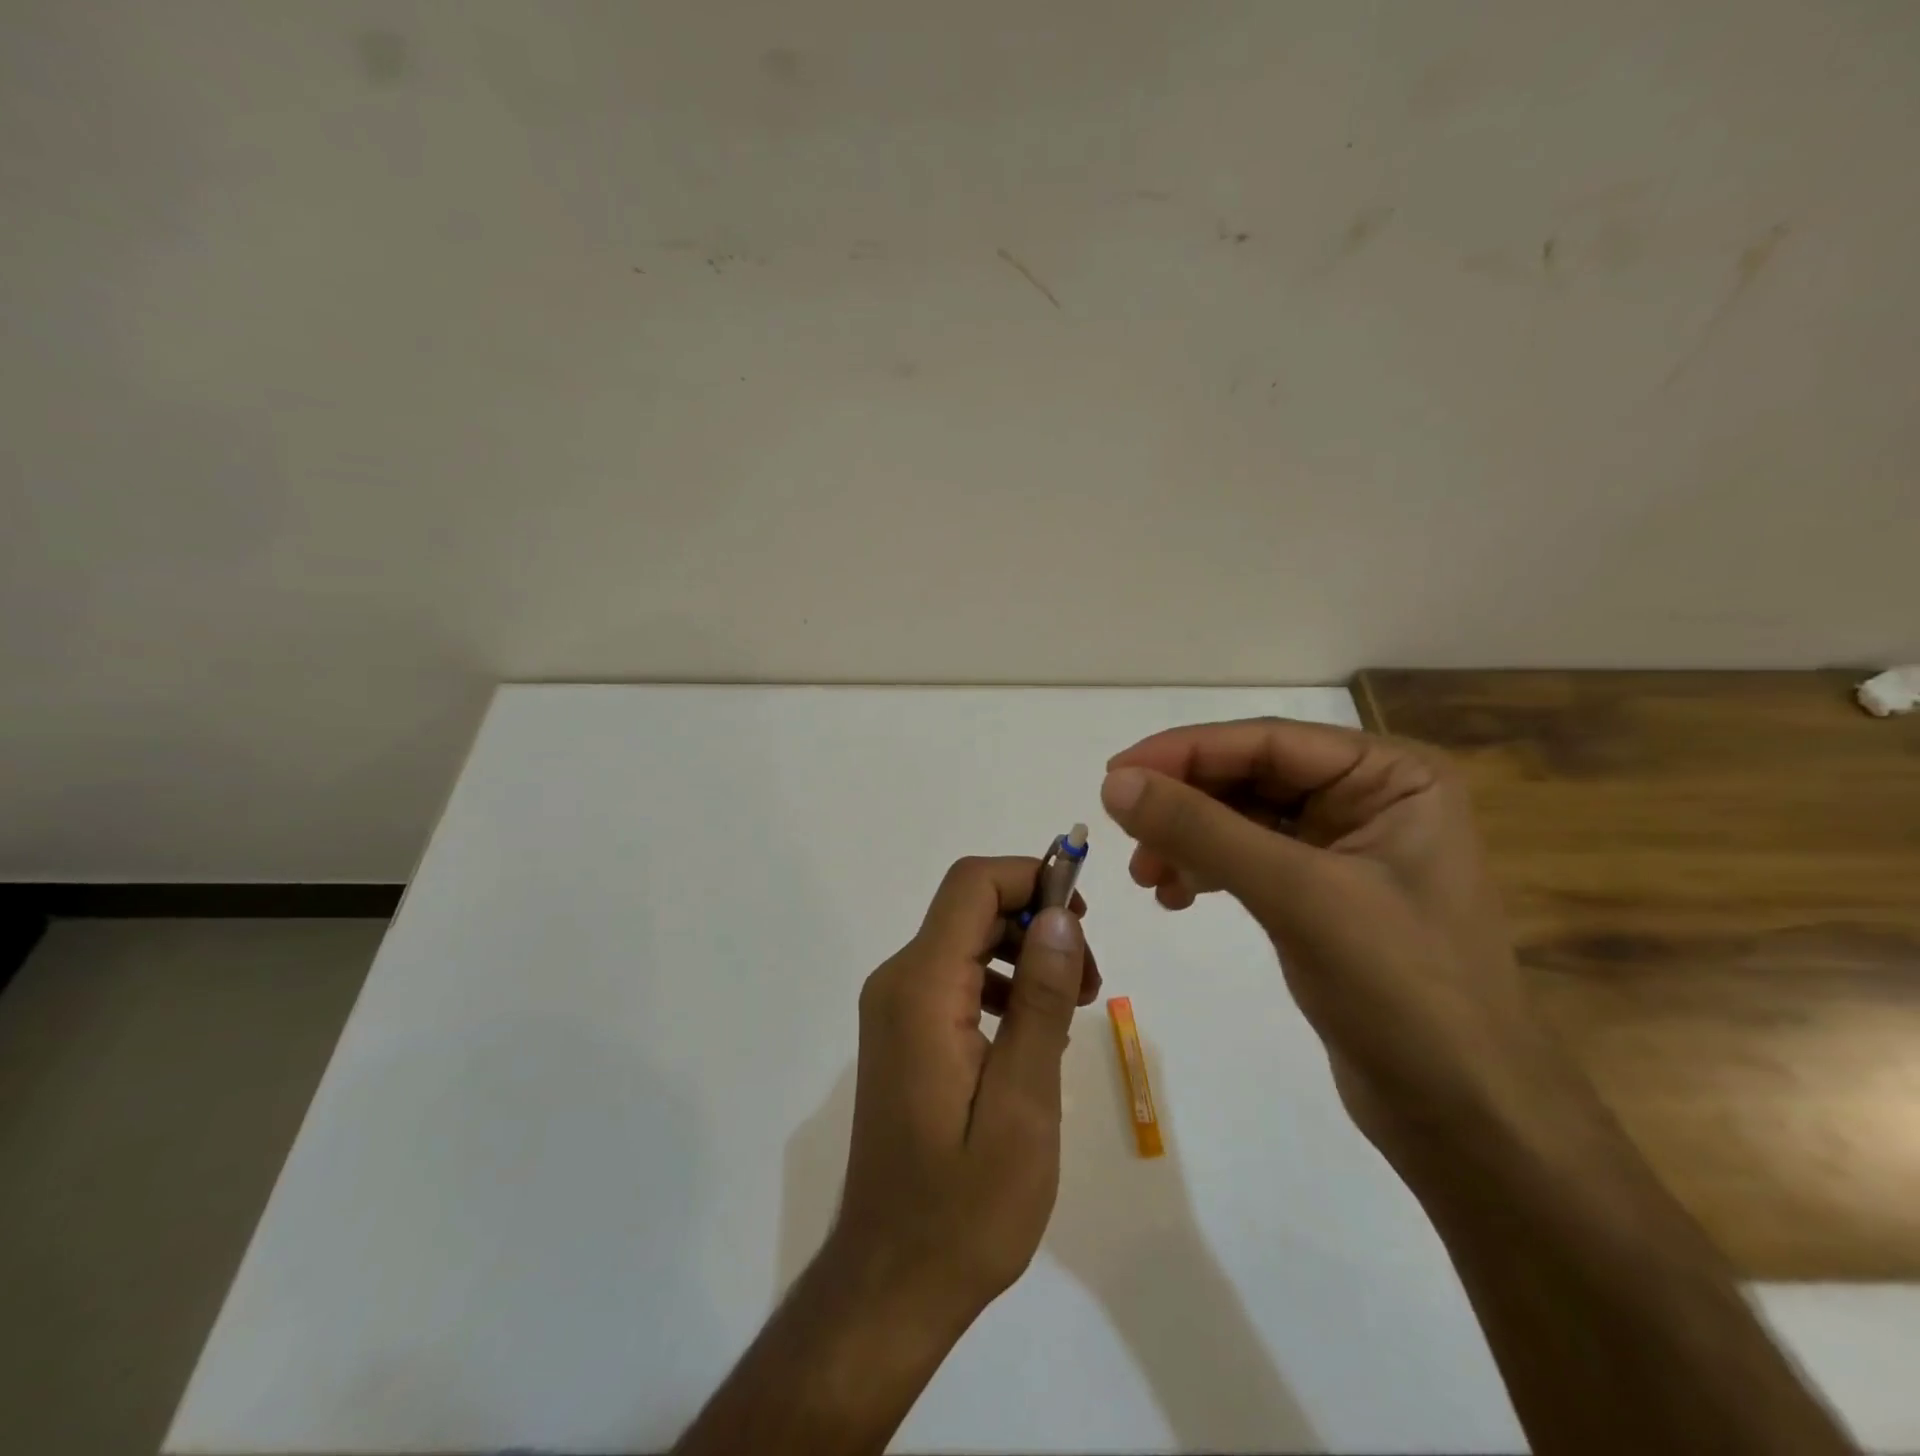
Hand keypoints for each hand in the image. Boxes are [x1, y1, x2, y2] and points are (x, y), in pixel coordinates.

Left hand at [829, 856, 1096, 1330]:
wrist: (892, 1280)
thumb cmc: (965, 1206)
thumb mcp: (1023, 1104)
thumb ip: (1041, 1001)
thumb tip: (1060, 914)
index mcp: (921, 988)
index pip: (972, 886)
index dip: (1031, 876)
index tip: (1086, 916)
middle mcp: (898, 981)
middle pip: (971, 907)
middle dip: (1037, 921)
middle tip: (1088, 981)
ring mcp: (896, 1006)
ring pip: (968, 938)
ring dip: (1025, 952)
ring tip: (1073, 1007)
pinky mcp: (904, 1030)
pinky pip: (959, 976)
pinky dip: (1004, 982)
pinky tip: (1034, 1032)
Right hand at [1099, 719, 1564, 1161]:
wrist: (1465, 1118)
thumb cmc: (1403, 992)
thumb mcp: (1297, 896)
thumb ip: (1202, 831)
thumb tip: (1115, 783)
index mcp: (1392, 776)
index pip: (1267, 741)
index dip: (1185, 752)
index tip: (1114, 775)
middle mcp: (1371, 797)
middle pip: (1250, 777)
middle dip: (1184, 805)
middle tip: (1124, 835)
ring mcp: (1346, 847)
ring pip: (1241, 818)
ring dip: (1188, 840)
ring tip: (1148, 879)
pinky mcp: (1323, 894)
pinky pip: (1248, 859)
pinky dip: (1207, 870)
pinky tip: (1177, 896)